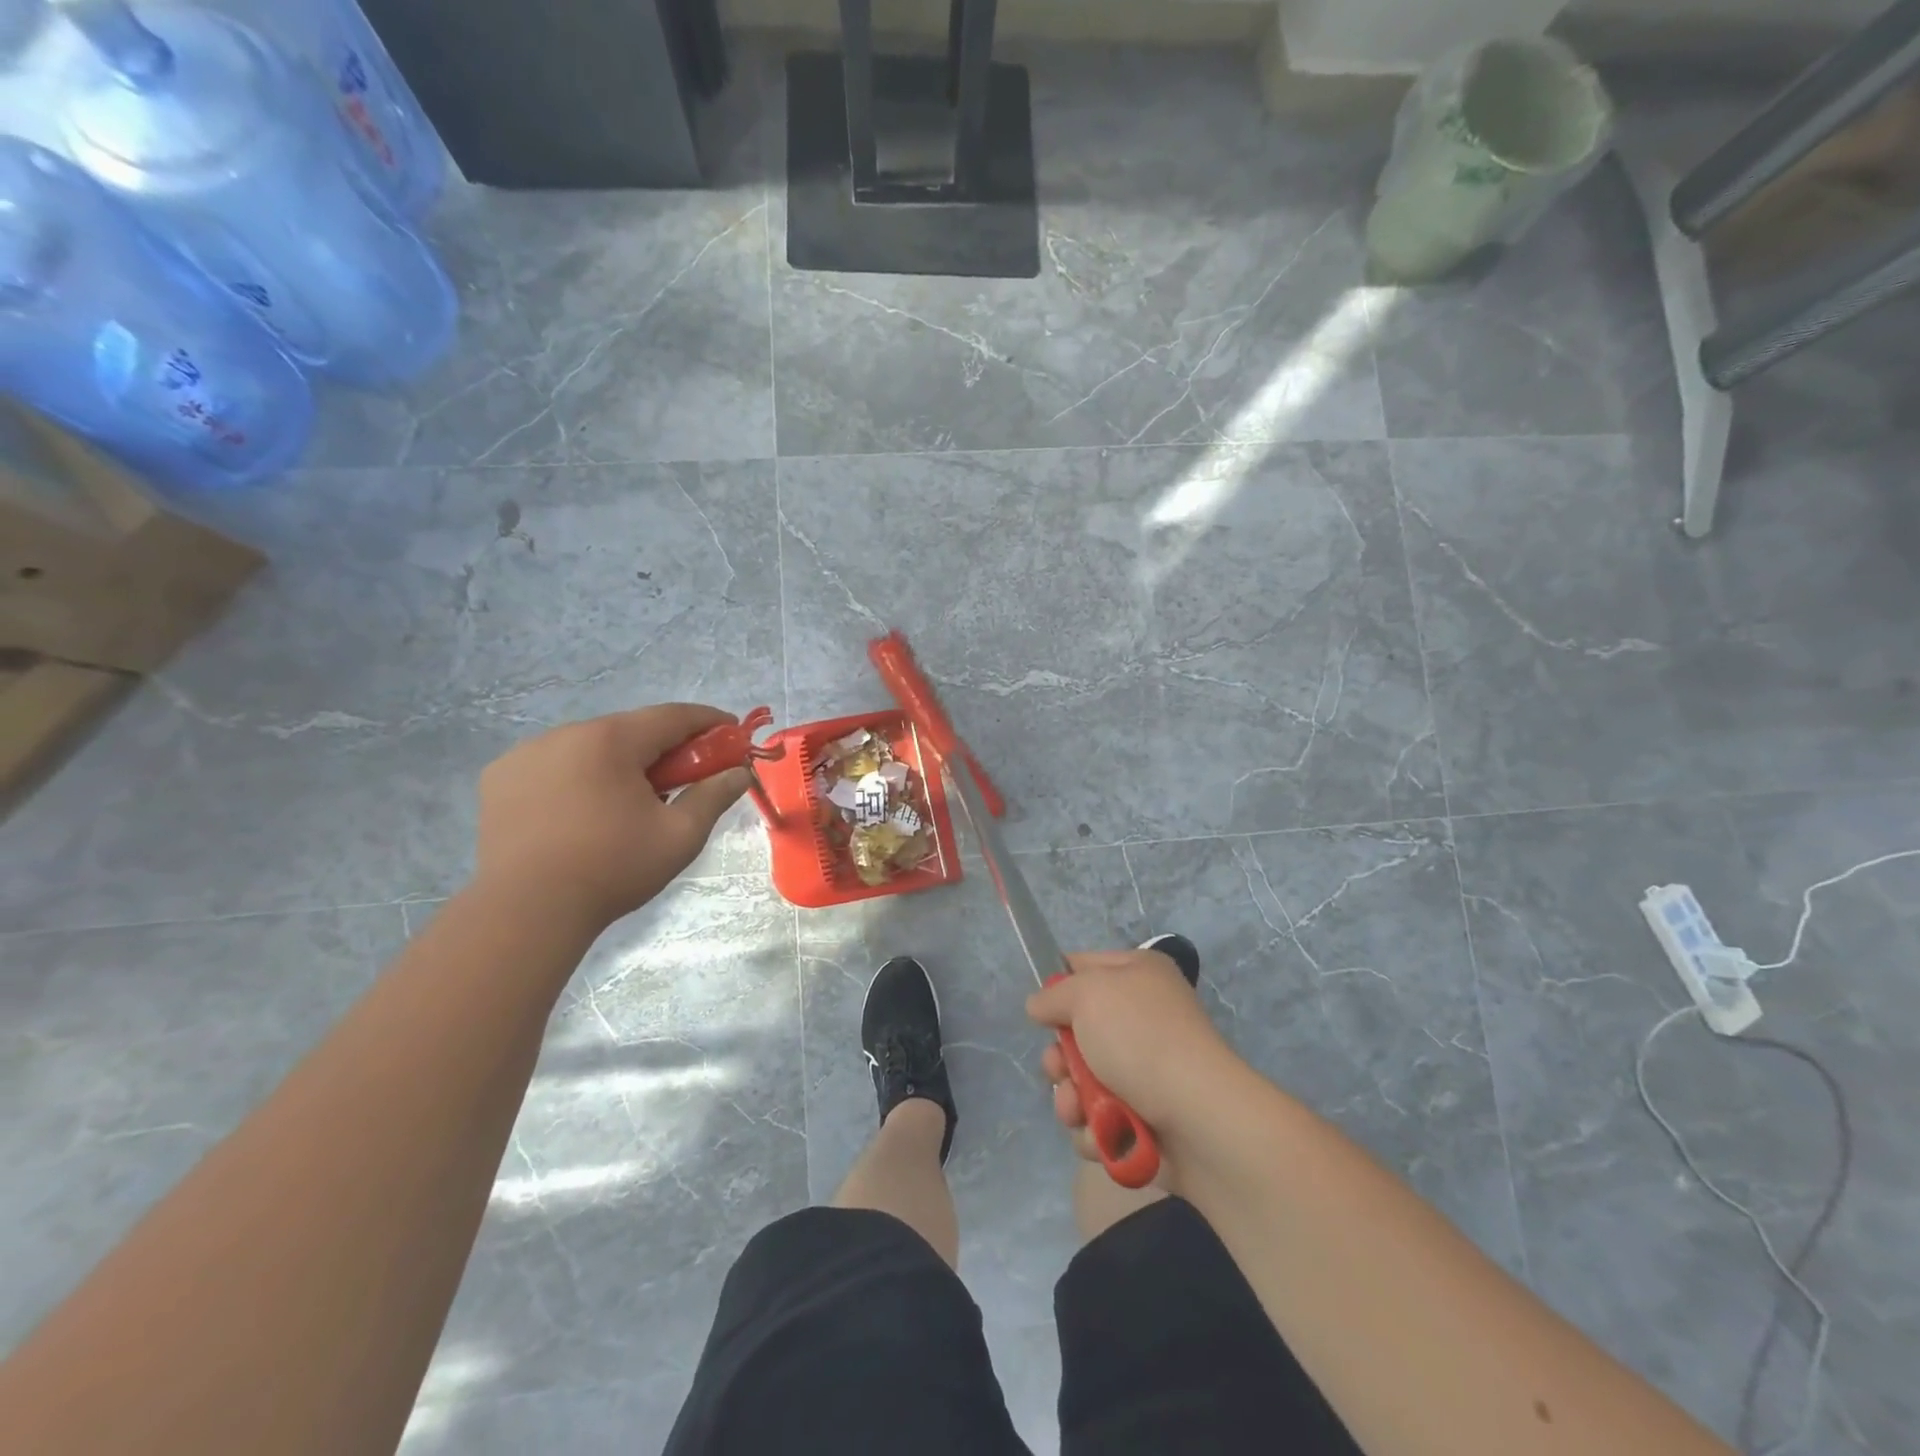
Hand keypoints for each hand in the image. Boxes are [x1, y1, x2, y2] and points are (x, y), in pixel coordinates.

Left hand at [473, 703, 750, 930]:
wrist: (525, 912)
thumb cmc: (612, 868)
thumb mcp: (680, 835)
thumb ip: (713, 795)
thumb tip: (740, 773)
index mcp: (610, 740)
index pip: (672, 715)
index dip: (708, 721)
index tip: (732, 733)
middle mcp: (565, 734)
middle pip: (630, 730)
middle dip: (664, 748)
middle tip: (686, 777)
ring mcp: (525, 754)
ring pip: (590, 747)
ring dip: (619, 763)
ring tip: (631, 802)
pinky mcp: (499, 778)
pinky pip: (554, 765)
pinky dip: (579, 776)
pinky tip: (585, 810)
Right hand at [1027, 948, 1240, 1162]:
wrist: (1198, 1118)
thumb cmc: (1141, 1039)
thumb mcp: (1088, 994)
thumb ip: (1055, 994)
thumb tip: (1040, 1006)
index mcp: (1138, 975)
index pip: (1084, 967)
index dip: (1058, 987)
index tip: (1041, 1010)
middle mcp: (1143, 1017)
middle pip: (1078, 1032)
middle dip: (1059, 1059)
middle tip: (1059, 1070)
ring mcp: (1146, 1071)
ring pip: (1083, 1082)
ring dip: (1071, 1100)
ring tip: (1078, 1112)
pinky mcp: (1147, 1118)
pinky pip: (1102, 1120)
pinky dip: (1096, 1130)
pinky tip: (1102, 1136)